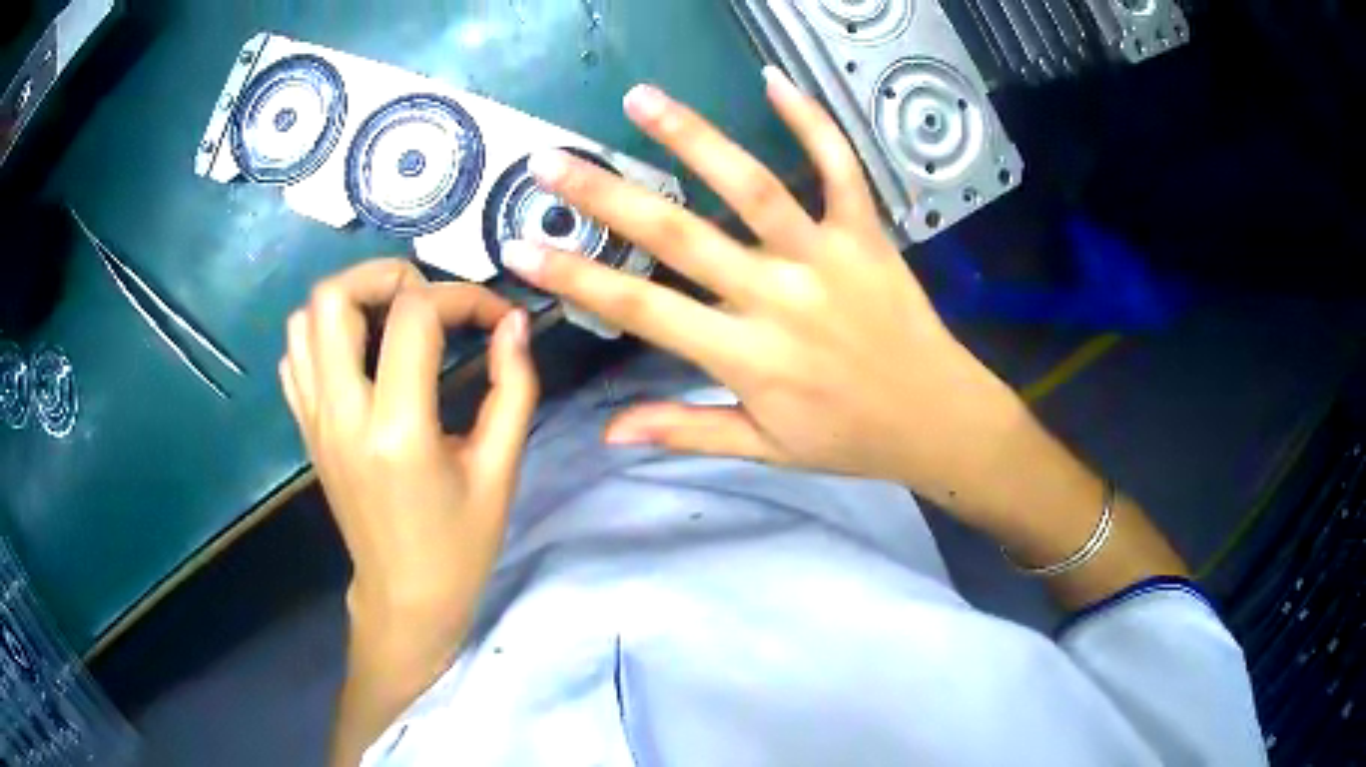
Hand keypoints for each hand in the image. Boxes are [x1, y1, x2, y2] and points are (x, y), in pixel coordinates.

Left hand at [279, 259, 537, 674]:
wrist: (405, 598)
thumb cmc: (459, 545)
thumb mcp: (500, 471)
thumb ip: (512, 389)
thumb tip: (513, 324)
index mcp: (397, 430)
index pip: (414, 317)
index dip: (461, 297)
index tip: (494, 316)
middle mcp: (342, 415)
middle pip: (333, 298)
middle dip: (387, 275)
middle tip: (428, 298)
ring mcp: (314, 421)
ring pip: (304, 320)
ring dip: (351, 300)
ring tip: (393, 318)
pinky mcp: (306, 430)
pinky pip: (296, 357)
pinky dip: (324, 334)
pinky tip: (360, 353)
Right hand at [500, 68, 1019, 505]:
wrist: (938, 420)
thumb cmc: (849, 439)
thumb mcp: (765, 449)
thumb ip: (686, 430)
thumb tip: (608, 431)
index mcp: (746, 357)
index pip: (642, 311)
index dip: (576, 279)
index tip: (521, 248)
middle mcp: (778, 298)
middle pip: (680, 237)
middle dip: (607, 196)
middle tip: (552, 159)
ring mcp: (827, 257)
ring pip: (754, 188)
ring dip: (694, 138)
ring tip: (642, 99)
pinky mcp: (868, 234)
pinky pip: (841, 168)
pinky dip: (813, 121)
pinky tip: (775, 81)